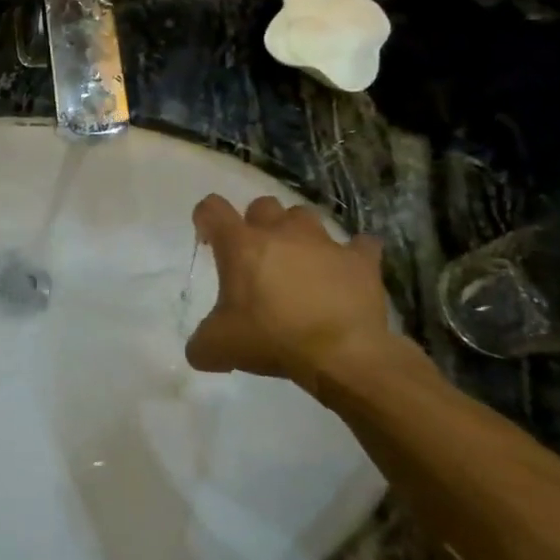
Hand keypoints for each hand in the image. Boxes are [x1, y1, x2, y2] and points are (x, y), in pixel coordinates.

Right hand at [186, 195, 425, 393]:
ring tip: (300, 260)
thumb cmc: (272, 338)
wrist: (343, 354)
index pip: (212, 208)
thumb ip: (201, 343)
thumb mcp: (220, 347)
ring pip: (305, 216)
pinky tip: (349, 271)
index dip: (207, 219)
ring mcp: (323, 242)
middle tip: (257, 254)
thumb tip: (198, 350)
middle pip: (262, 205)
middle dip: (257, 223)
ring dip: (298, 233)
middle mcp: (280, 232)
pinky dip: (354, 254)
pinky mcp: (360, 260)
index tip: (210, 240)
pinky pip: (361, 245)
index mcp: (241, 245)